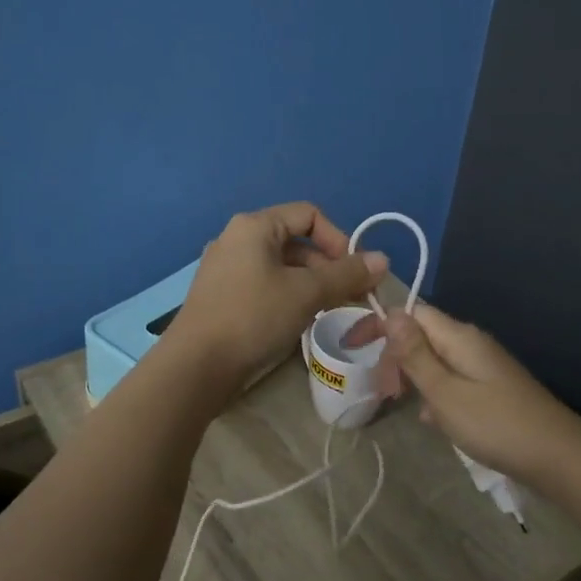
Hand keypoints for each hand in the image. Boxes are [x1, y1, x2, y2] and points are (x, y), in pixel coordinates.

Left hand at [165, 203, 388, 390]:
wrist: (196, 366)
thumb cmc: (253, 317)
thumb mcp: (306, 293)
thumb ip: (346, 274)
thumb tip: (383, 260)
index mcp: (254, 226)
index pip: (309, 214)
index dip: (339, 239)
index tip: (355, 272)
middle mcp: (237, 238)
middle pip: (296, 240)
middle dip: (328, 266)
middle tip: (350, 297)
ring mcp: (226, 267)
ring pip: (281, 265)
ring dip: (311, 283)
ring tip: (328, 311)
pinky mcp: (221, 294)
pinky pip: (264, 283)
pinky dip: (288, 295)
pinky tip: (298, 320)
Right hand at [349, 304, 580, 485]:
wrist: (558, 457)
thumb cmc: (495, 424)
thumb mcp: (445, 392)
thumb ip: (416, 355)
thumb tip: (390, 313)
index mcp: (459, 337)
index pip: (412, 312)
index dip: (381, 324)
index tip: (354, 347)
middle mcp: (472, 342)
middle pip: (423, 335)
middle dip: (396, 355)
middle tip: (381, 388)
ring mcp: (484, 365)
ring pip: (437, 360)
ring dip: (415, 377)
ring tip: (399, 403)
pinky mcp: (492, 387)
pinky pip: (453, 380)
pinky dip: (437, 394)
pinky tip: (434, 420)